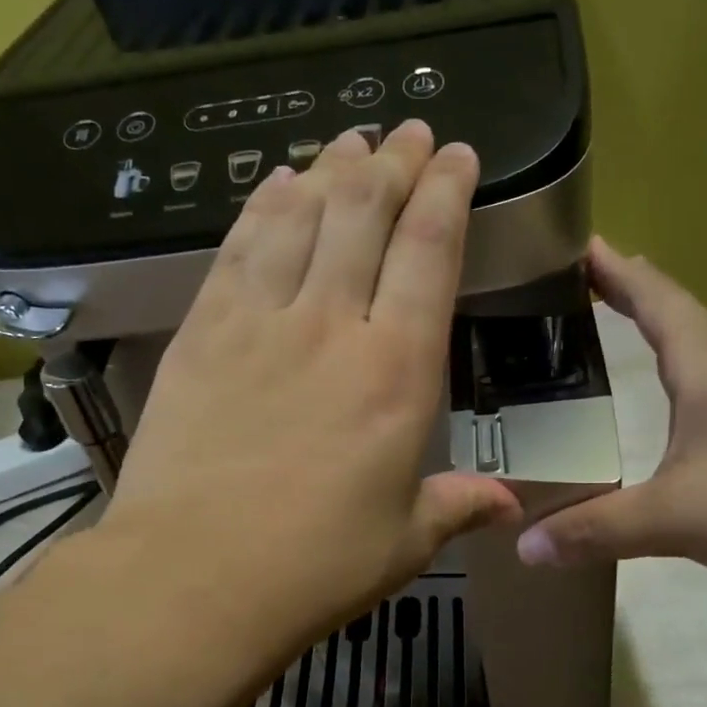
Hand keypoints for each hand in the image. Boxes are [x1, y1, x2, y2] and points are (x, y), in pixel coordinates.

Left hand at [97, 122, 520, 664]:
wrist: (194, 575)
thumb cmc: (315, 566)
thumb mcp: (404, 541)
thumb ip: (458, 506)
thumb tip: (512, 508)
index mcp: (396, 372)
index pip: (428, 253)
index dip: (445, 193)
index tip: (455, 154)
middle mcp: (331, 326)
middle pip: (364, 216)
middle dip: (391, 164)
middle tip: (405, 131)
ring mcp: (259, 322)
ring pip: (299, 217)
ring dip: (329, 172)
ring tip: (349, 142)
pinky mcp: (202, 332)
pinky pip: (237, 248)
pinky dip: (260, 207)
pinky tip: (274, 184)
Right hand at [516, 238, 706, 599]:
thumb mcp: (675, 517)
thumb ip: (596, 529)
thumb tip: (524, 548)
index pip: (654, 301)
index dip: (616, 272)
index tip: (582, 244)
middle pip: (684, 313)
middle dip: (639, 292)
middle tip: (598, 279)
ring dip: (683, 322)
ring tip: (657, 309)